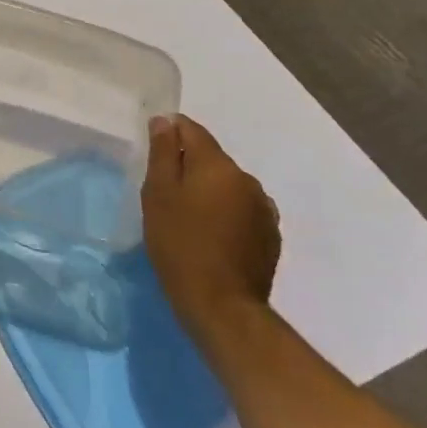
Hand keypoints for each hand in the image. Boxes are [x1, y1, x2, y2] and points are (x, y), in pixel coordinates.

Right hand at [142, 114, 280, 339]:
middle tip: (166, 194)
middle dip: (190, 167)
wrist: (222, 306)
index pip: (192, 130)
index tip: (155, 152)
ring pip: (229, 185)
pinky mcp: (271, 236)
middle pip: (212, 158)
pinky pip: (243, 210)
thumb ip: (163, 152)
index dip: (170, 133)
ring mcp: (264, 209)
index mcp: (218, 165)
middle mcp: (247, 179)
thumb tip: (165, 121)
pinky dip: (227, 213)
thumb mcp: (158, 194)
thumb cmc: (180, 244)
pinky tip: (213, 236)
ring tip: (190, 218)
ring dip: (210, 191)